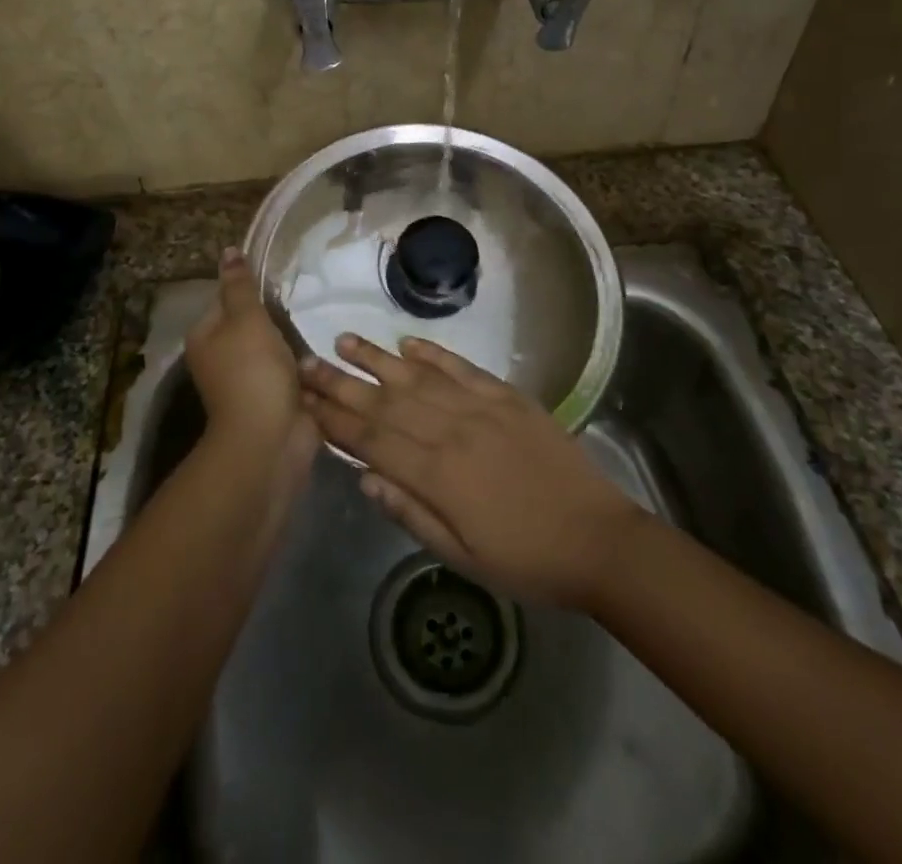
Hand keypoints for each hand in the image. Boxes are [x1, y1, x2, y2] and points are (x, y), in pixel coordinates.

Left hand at [185, 248, 312, 466]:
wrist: (271, 438)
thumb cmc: (253, 371)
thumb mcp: (246, 319)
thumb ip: (241, 285)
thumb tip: (228, 250)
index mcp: (205, 337)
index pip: (226, 299)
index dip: (251, 289)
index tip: (280, 280)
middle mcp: (221, 358)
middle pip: (251, 323)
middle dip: (277, 315)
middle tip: (306, 298)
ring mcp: (249, 381)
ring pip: (274, 347)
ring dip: (294, 339)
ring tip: (319, 319)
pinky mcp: (274, 398)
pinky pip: (291, 370)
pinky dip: (304, 363)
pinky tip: (324, 349)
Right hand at [299, 334, 644, 608]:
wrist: (598, 539)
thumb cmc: (526, 560)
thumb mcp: (462, 556)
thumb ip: (410, 513)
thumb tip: (364, 476)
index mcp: (437, 474)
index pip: (371, 439)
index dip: (334, 419)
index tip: (302, 400)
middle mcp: (452, 430)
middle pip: (386, 401)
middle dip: (341, 382)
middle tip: (306, 362)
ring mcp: (482, 407)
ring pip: (418, 376)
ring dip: (378, 358)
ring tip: (345, 341)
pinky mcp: (508, 397)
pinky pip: (463, 368)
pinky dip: (434, 353)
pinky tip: (408, 342)